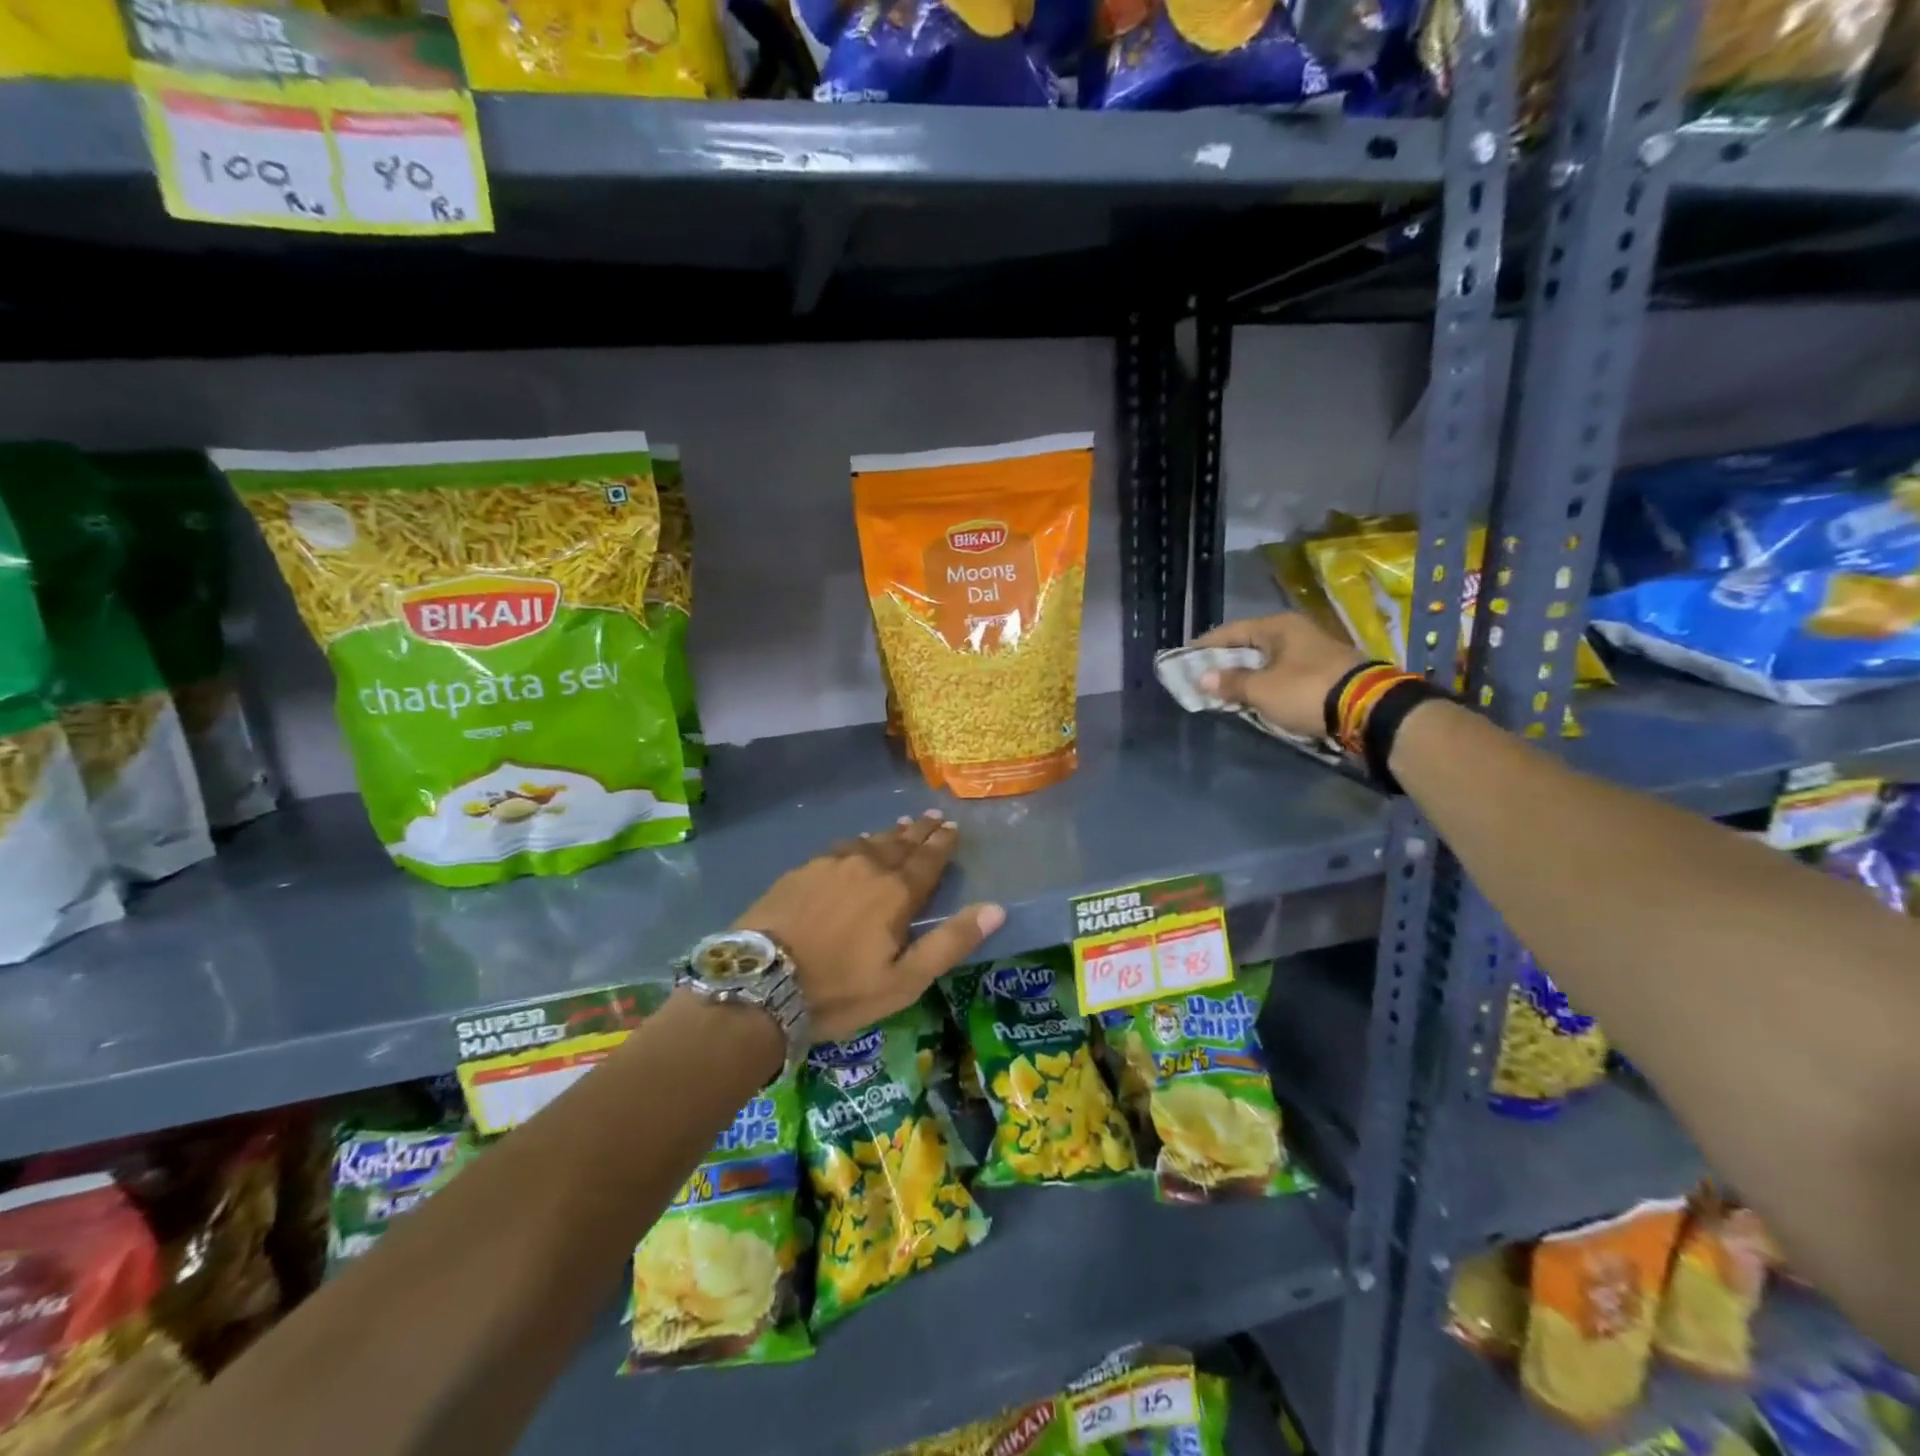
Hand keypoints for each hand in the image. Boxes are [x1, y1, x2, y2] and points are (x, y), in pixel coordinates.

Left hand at [736, 811, 1005, 1042]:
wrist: (760, 983)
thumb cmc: (839, 990)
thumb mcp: (904, 980)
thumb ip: (950, 942)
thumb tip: (997, 908)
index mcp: (896, 892)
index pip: (928, 859)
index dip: (942, 843)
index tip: (952, 827)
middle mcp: (868, 867)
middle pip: (900, 843)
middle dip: (920, 830)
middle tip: (932, 816)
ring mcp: (831, 865)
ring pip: (870, 841)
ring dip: (890, 833)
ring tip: (902, 825)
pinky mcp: (802, 870)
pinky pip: (840, 847)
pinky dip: (858, 843)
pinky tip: (857, 844)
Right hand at [1192, 613, 1365, 738]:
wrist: (1368, 710)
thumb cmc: (1306, 691)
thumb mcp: (1262, 689)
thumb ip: (1230, 682)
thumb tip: (1202, 678)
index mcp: (1279, 627)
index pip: (1232, 630)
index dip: (1206, 645)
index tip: (1185, 657)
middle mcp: (1297, 633)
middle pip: (1251, 645)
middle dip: (1226, 662)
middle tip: (1202, 676)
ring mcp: (1314, 653)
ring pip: (1269, 661)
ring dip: (1247, 675)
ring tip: (1225, 690)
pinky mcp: (1325, 674)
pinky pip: (1284, 675)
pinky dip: (1267, 684)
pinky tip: (1256, 697)